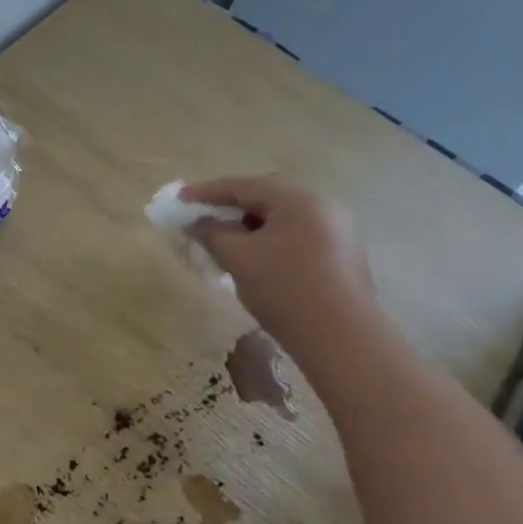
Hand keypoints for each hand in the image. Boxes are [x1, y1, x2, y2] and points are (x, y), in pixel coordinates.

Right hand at [181, 176, 376, 359]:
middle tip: (204, 220)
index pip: (244, 186)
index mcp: (299, 200)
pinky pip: (297, 236)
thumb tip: (197, 222)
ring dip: (250, 227)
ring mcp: (338, 231)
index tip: (180, 199)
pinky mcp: (342, 255)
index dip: (208, 192)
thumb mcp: (239, 259)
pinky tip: (257, 262)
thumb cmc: (285, 290)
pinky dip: (271, 241)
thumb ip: (212, 234)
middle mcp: (323, 206)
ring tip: (227, 245)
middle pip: (267, 198)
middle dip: (231, 209)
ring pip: (283, 219)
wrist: (341, 338)